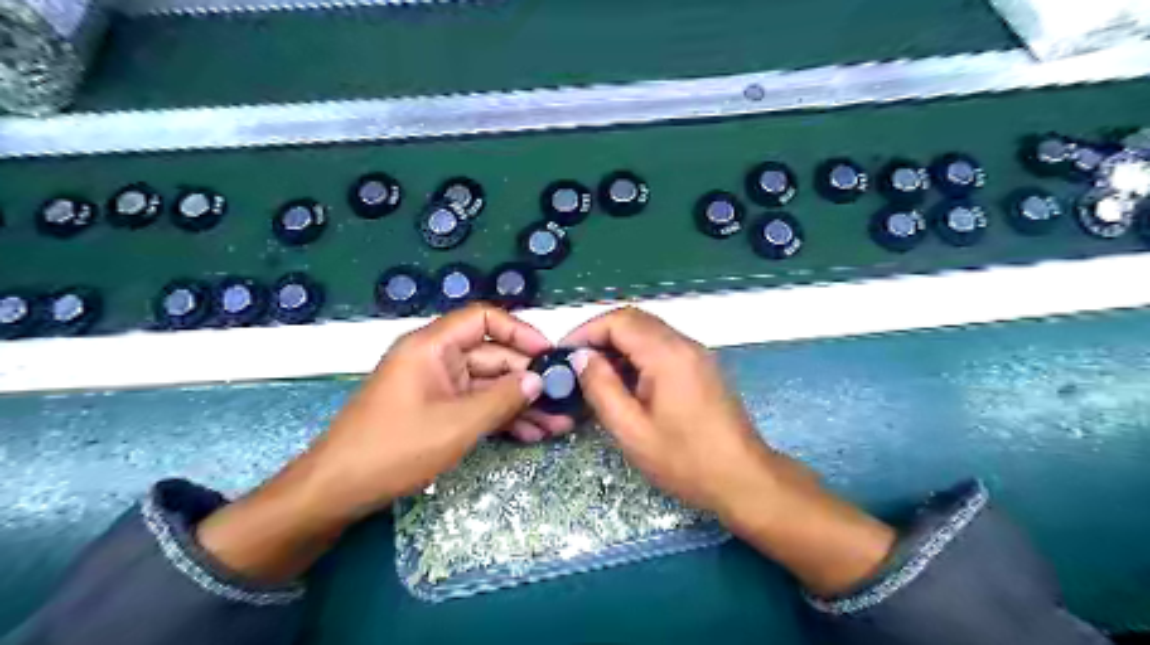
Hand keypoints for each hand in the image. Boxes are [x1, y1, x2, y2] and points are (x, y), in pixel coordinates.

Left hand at [196, 306, 562, 580]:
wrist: (338, 491)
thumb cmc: (394, 448)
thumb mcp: (457, 424)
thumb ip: (502, 398)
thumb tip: (538, 380)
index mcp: (432, 346)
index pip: (483, 318)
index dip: (519, 331)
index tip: (548, 353)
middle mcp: (436, 359)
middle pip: (492, 356)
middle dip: (527, 379)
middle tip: (562, 400)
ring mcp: (437, 387)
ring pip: (488, 385)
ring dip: (520, 403)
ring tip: (555, 424)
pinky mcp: (437, 410)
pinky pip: (476, 405)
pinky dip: (501, 417)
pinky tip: (530, 433)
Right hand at [562, 311, 892, 596]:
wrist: (743, 478)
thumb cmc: (685, 460)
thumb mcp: (632, 430)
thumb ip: (602, 388)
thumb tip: (582, 358)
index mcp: (667, 354)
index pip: (619, 320)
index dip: (586, 331)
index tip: (564, 354)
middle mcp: (685, 344)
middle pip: (634, 320)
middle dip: (600, 335)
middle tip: (576, 364)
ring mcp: (697, 354)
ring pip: (649, 332)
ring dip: (619, 346)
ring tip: (595, 376)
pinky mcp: (702, 367)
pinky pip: (663, 347)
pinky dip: (638, 355)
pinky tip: (626, 383)